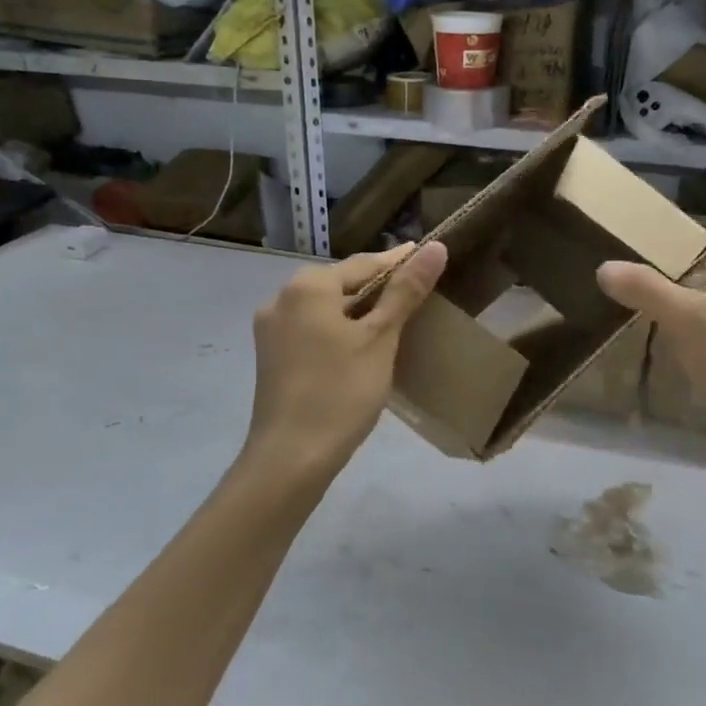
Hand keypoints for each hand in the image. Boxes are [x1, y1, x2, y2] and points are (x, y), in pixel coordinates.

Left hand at [245, 242, 448, 474]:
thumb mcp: (380, 339)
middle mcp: (281, 298)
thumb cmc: (341, 392)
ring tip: (393, 321)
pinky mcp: (270, 356)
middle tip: (416, 294)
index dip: (399, 262)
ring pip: (324, 308)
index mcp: (308, 286)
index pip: (364, 263)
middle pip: (341, 284)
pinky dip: (337, 331)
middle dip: (377, 288)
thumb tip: (435, 247)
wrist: (290, 458)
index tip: (428, 257)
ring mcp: (271, 329)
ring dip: (357, 311)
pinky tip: (358, 347)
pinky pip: (311, 330)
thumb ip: (406, 291)